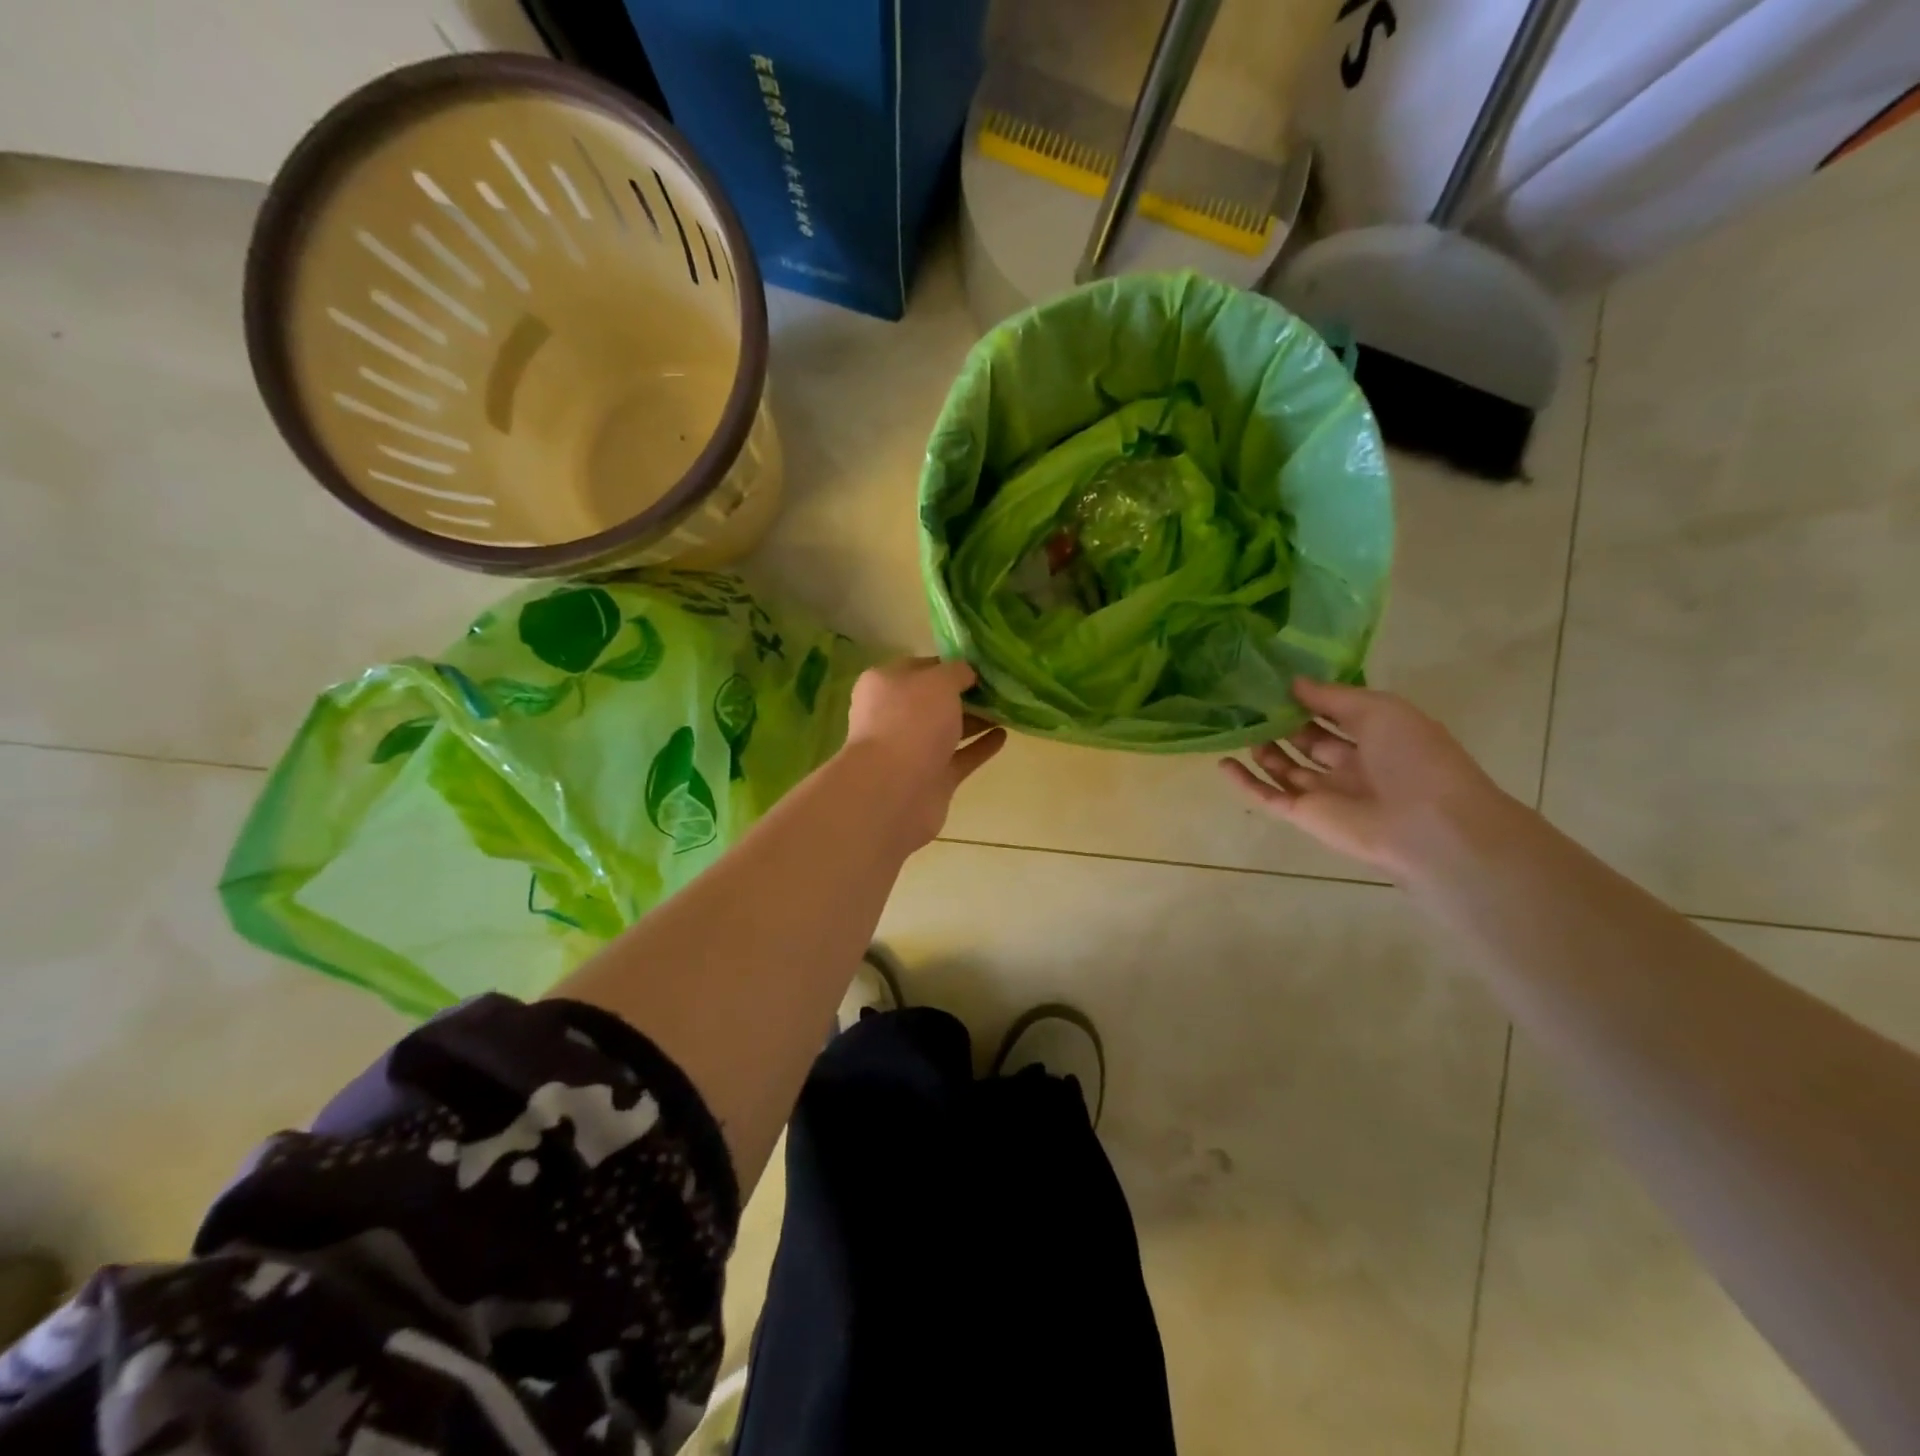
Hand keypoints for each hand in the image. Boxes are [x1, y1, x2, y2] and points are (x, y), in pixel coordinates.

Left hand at [843, 658, 1006, 847]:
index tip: (982, 666)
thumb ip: (957, 672)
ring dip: (976, 720)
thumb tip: (967, 674)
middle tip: (1002, 687)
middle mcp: (895, 716)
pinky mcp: (931, 779)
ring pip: (948, 730)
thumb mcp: (938, 682)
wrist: (893, 791)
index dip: (951, 665)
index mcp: (886, 685)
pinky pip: (960, 757)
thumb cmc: (910, 722)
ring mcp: (913, 751)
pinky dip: (980, 747)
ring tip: (1009, 709)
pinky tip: (1003, 736)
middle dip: (966, 695)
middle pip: (935, 701)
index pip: (921, 668)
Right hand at [1221, 678, 1507, 880]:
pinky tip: (1223, 763)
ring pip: (1285, 768)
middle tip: (1247, 700)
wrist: (1429, 826)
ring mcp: (1325, 791)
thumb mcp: (1378, 710)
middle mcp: (1350, 764)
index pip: (1334, 714)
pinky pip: (1269, 795)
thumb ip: (1331, 697)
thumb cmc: (1413, 757)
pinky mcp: (1305, 814)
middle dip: (1281, 721)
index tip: (1275, 681)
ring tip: (1235, 724)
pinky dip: (1246, 781)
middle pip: (1307, 741)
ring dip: (1263, 748)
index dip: (1307, 699)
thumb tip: (1291, 683)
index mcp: (1376, 737)